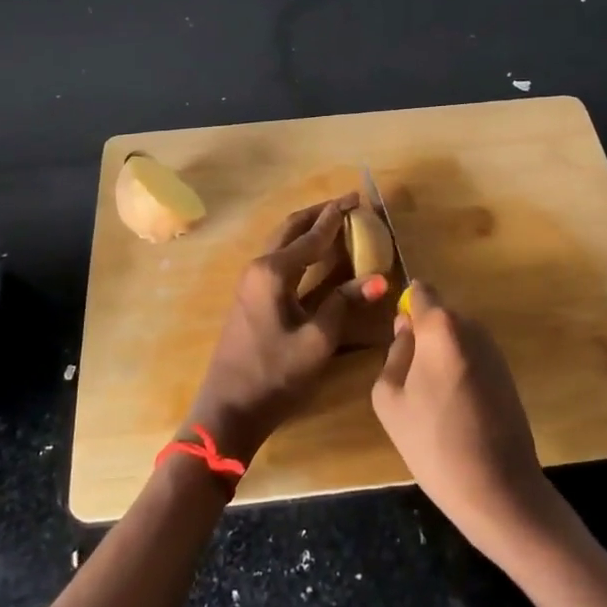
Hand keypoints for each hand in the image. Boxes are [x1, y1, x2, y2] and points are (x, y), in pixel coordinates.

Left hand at [186, 194, 385, 462]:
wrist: (229, 408)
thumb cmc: (274, 375)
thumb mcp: (317, 341)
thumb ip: (344, 304)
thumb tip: (378, 279)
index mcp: (273, 272)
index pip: (312, 235)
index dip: (337, 217)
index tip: (358, 199)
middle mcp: (259, 267)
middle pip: (291, 227)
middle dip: (320, 213)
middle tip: (348, 203)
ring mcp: (251, 281)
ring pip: (283, 241)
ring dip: (308, 228)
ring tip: (336, 220)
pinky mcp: (252, 296)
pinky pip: (280, 258)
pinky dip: (300, 247)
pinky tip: (316, 253)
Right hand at [370, 282, 552, 557]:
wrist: (499, 489)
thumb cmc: (434, 443)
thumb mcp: (389, 399)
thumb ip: (394, 354)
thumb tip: (406, 332)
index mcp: (441, 327)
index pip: (420, 291)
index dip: (406, 306)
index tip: (396, 335)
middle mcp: (473, 327)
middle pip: (439, 315)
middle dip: (422, 335)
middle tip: (408, 377)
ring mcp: (495, 350)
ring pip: (456, 337)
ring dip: (441, 355)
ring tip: (430, 399)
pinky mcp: (508, 373)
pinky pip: (472, 357)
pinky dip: (459, 370)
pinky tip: (454, 409)